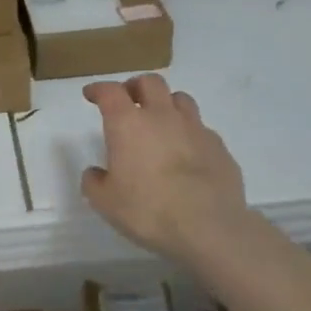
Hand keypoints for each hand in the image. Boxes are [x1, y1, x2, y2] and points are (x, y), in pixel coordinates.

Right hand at [82, 75, 246, 262]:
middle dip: (135, 87)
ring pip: (180, 99)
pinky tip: (188, 153)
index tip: (91, 95)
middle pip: (149, 82)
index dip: (98, 89)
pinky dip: (190, 133)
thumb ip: (94, 183)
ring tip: (161, 122)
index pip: (110, 91)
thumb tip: (95, 173)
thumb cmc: (149, 211)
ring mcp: (195, 128)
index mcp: (128, 124)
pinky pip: (201, 129)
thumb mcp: (106, 203)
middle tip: (128, 101)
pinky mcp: (219, 147)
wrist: (210, 228)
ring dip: (166, 104)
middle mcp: (162, 116)